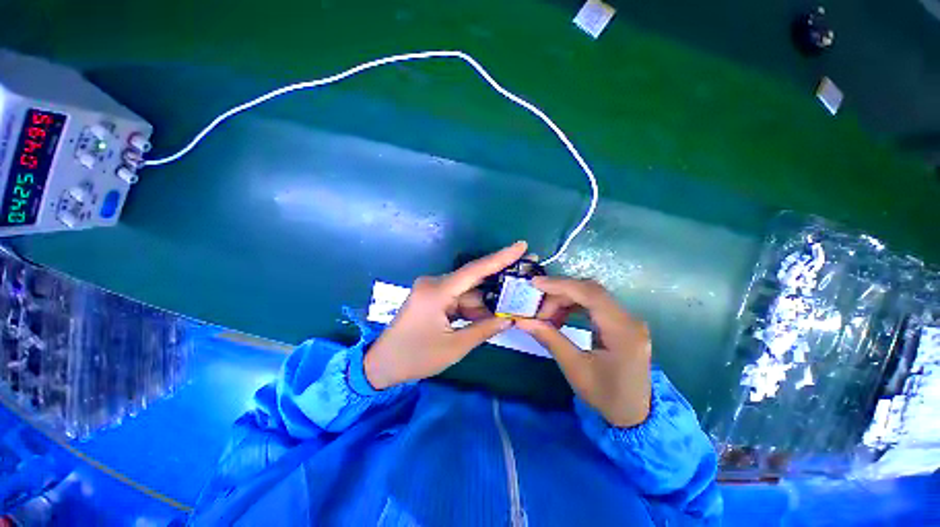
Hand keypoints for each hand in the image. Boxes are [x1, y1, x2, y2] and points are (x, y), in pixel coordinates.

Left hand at [364, 242, 527, 389]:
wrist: (381, 365)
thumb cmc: (416, 357)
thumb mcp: (454, 347)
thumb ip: (484, 330)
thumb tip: (509, 319)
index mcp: (437, 291)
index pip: (475, 270)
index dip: (501, 257)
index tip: (521, 246)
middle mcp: (434, 283)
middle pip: (473, 279)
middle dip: (499, 280)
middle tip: (524, 275)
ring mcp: (432, 290)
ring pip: (467, 291)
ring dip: (487, 298)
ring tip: (513, 301)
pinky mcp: (432, 298)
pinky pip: (459, 298)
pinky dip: (474, 306)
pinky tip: (492, 312)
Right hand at [515, 277, 651, 427]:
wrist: (637, 415)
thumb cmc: (607, 396)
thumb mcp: (575, 368)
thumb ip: (550, 339)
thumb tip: (523, 321)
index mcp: (622, 330)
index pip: (590, 294)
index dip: (561, 285)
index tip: (535, 284)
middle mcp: (629, 318)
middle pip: (589, 291)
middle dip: (559, 295)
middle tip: (537, 311)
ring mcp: (627, 319)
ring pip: (590, 295)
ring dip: (565, 300)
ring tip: (546, 316)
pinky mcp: (621, 322)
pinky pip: (594, 304)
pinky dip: (573, 306)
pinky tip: (560, 317)